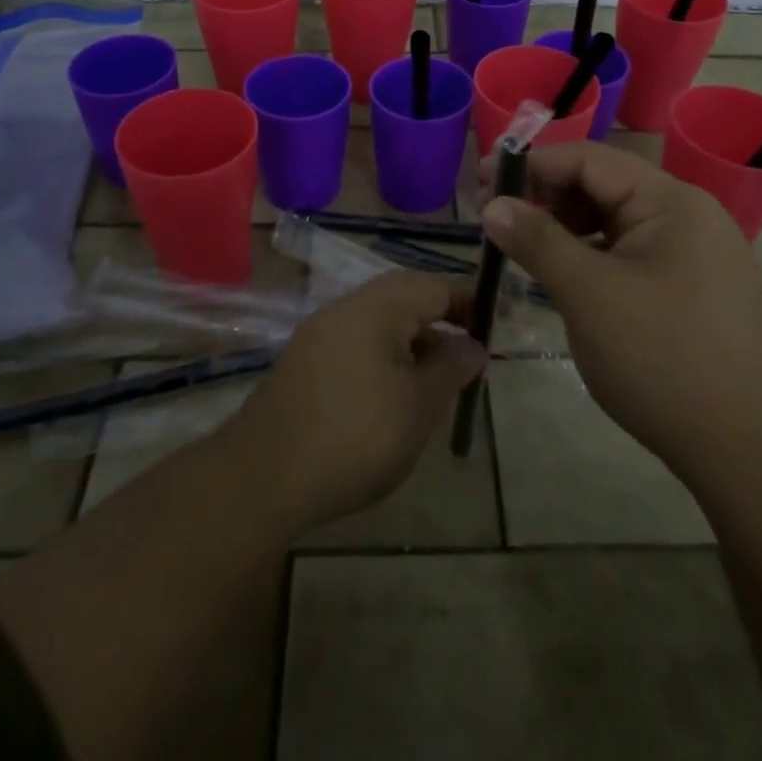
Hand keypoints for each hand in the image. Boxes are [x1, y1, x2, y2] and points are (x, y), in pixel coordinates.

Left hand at [226, 269, 486, 531]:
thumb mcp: (419, 405)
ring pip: (380, 323)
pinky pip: (357, 344)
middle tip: (469, 356)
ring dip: (413, 343)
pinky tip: (393, 397)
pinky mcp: (304, 362)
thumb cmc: (356, 434)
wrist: (265, 475)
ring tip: (437, 382)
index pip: (435, 285)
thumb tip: (473, 344)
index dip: (469, 302)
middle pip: (405, 298)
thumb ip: (451, 368)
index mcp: (378, 305)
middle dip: (441, 321)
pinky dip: (384, 359)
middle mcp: (347, 307)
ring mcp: (320, 333)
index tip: (495, 329)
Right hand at [479, 141, 761, 476]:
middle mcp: (689, 214)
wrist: (747, 452)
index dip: (532, 165)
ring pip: (616, 219)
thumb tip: (492, 204)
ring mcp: (697, 252)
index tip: (482, 184)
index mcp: (672, 202)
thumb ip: (538, 241)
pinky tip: (567, 276)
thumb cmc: (661, 361)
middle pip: (604, 184)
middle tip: (498, 221)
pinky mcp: (695, 286)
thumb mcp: (588, 295)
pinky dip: (593, 254)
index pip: (590, 159)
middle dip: (547, 196)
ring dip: (567, 226)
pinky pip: (632, 250)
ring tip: (526, 249)